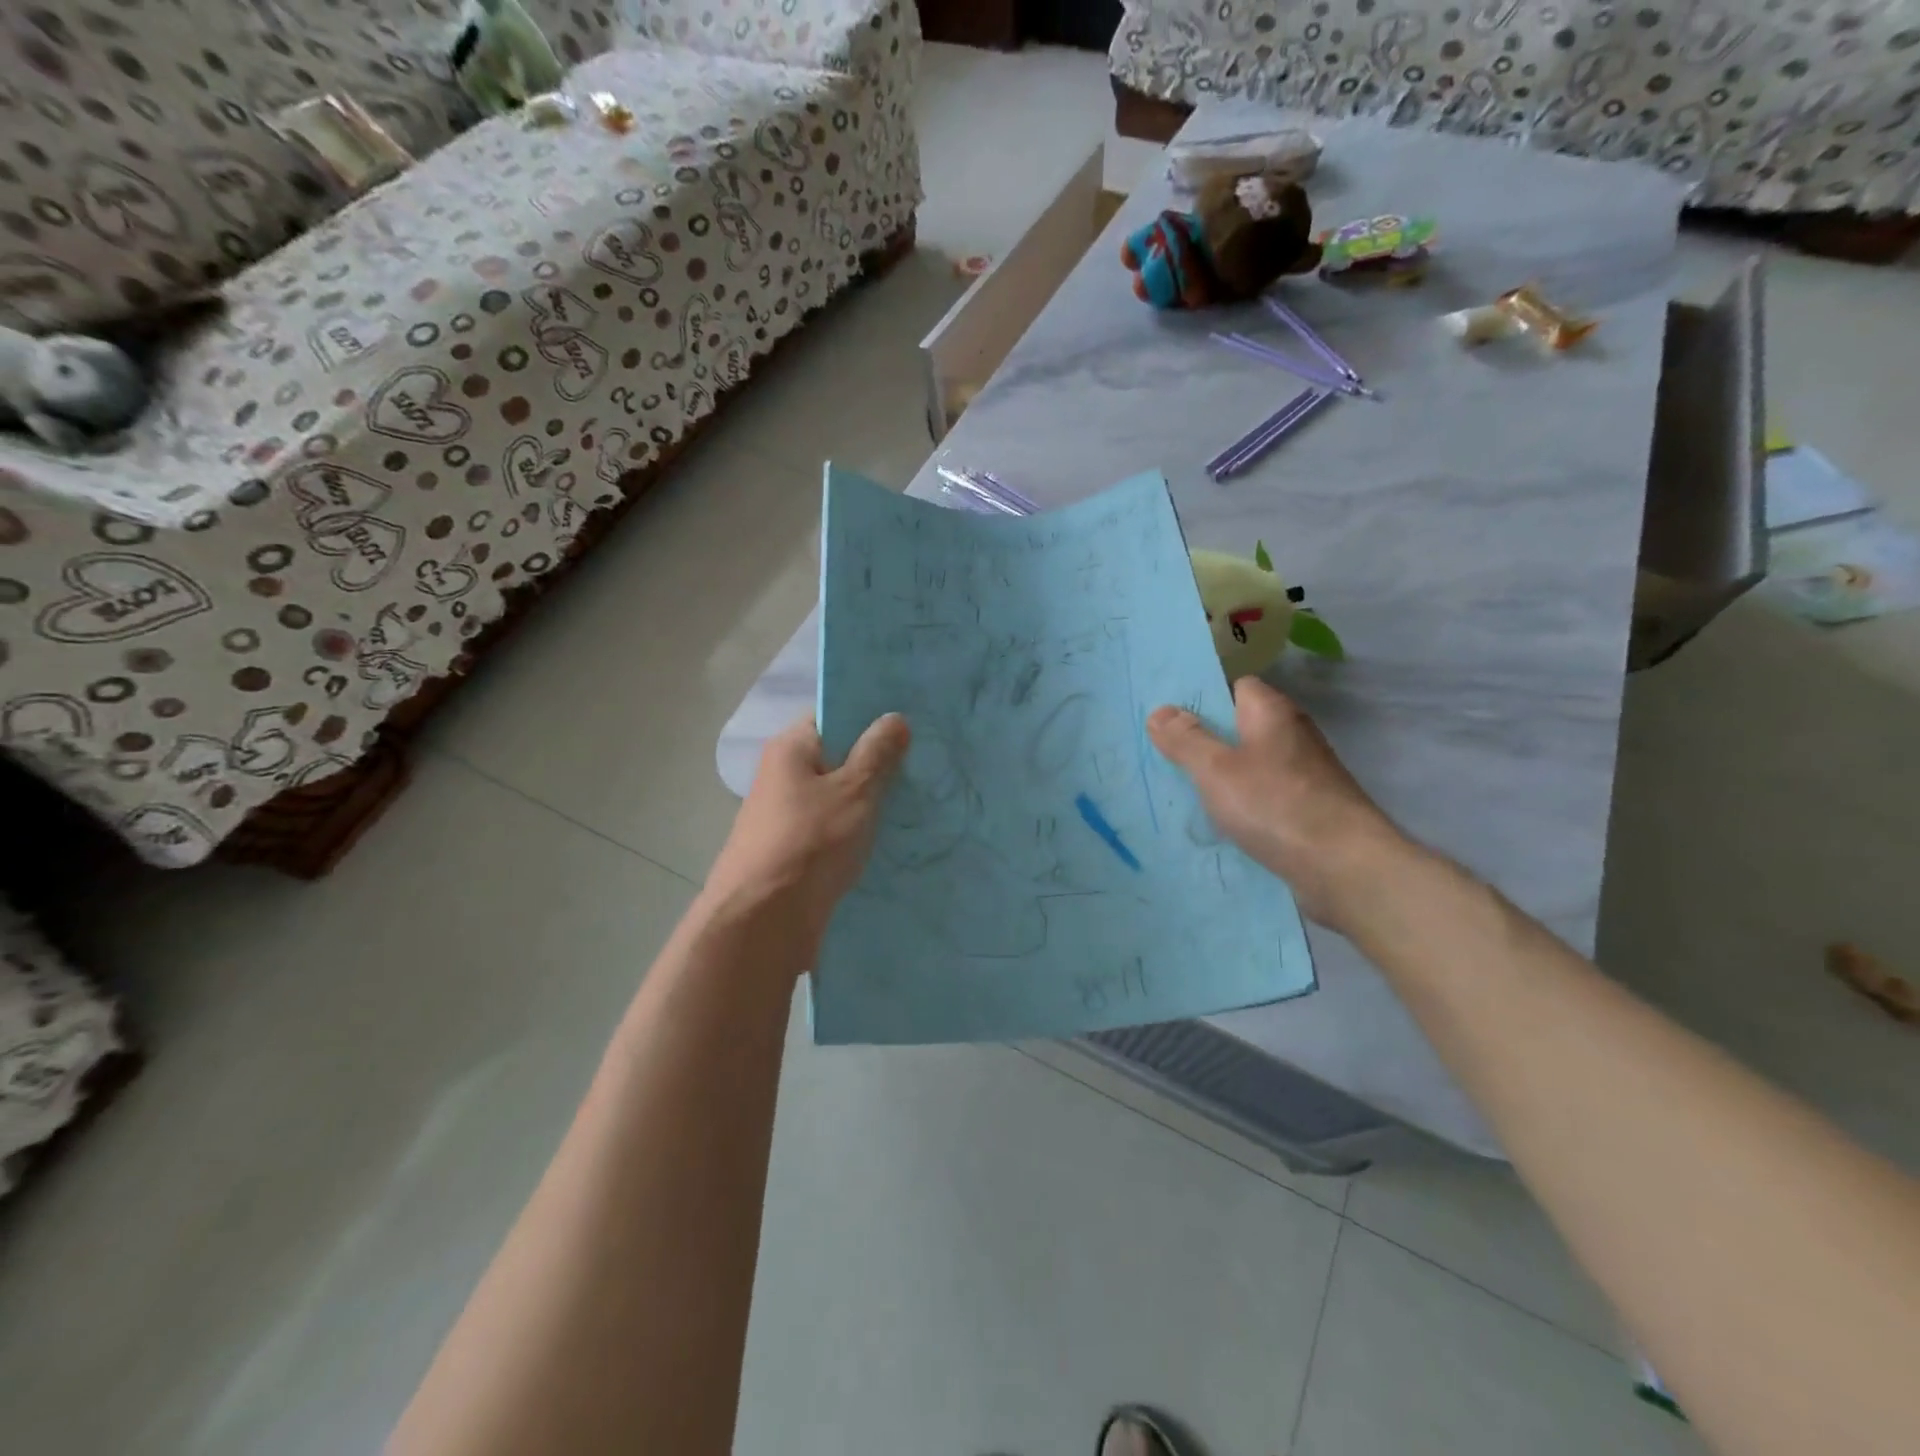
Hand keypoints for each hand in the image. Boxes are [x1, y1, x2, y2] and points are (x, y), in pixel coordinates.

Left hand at [703, 712, 910, 959]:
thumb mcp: (854, 791)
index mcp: (790, 749)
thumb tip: (894, 717)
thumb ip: (877, 754)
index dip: (870, 718)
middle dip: (877, 763)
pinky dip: (857, 831)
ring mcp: (785, 817)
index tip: (911, 724)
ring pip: (837, 798)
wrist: (763, 922)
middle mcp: (782, 776)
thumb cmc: (810, 842)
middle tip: (923, 764)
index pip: (832, 716)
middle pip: (836, 758)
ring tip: (917, 801)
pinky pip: (833, 830)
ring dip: (870, 801)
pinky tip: (891, 838)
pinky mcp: (793, 852)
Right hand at [1148, 679, 1402, 929]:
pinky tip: (1217, 823)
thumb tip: (1160, 712)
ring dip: (1220, 777)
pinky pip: (1262, 797)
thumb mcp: (1216, 769)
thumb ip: (1186, 739)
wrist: (1345, 868)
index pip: (1235, 686)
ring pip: (1250, 765)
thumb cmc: (1276, 805)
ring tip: (1179, 790)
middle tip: (1161, 755)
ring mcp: (1303, 775)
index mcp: (1272, 713)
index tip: (1167, 717)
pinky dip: (1241, 805)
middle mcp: (1292, 736)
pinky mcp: (1307, 810)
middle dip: (1204, 740)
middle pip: (1240, 727)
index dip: (1202, 697)